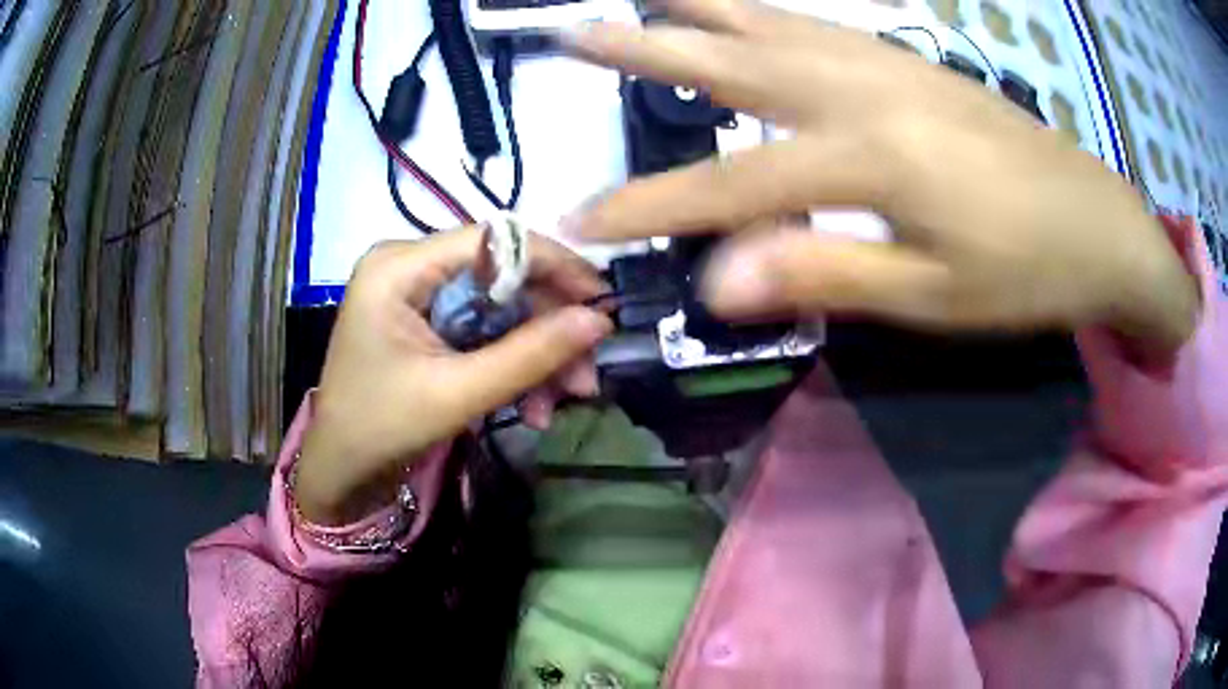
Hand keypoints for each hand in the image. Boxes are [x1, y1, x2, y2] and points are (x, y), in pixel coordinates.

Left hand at [295, 228, 612, 524]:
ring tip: (561, 402)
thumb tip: (599, 321)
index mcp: (398, 267)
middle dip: (548, 327)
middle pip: (501, 275)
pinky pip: (484, 327)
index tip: (601, 301)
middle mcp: (409, 264)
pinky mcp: (426, 317)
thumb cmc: (382, 428)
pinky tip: (532, 405)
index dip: (554, 265)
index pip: (493, 239)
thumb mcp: (458, 394)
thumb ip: (530, 355)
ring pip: (500, 306)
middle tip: (586, 374)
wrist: (342, 469)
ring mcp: (417, 291)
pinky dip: (512, 362)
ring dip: (536, 353)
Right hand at [562, 0, 1198, 354]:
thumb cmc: (1028, 274)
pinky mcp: (912, 62)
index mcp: (870, 156)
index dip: (651, 206)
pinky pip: (821, 25)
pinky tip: (746, 10)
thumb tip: (721, 282)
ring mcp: (889, 64)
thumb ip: (826, 272)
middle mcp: (865, 89)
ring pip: (774, 23)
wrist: (1100, 225)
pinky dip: (767, 10)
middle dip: (645, 49)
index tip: (580, 220)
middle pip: (733, 60)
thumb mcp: (933, 295)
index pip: (731, 184)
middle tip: (574, 33)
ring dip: (701, 7)